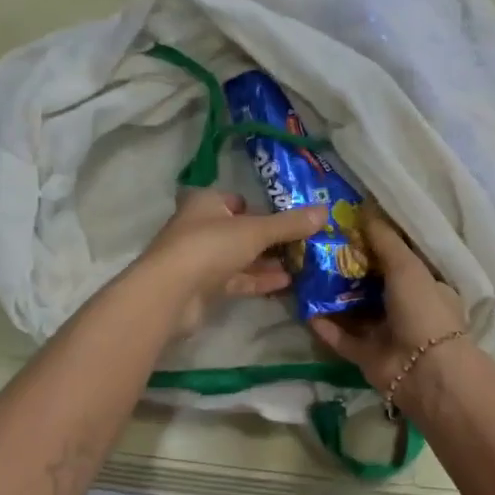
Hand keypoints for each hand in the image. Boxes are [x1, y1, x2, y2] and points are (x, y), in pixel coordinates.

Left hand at [136, 188, 327, 334]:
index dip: (262, 208)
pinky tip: (286, 283)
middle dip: (270, 239)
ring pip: (240, 257)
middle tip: (303, 244)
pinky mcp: (203, 287)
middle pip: (241, 230)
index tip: (290, 218)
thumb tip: (325, 211)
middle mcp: (200, 227)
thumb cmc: (210, 246)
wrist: (170, 293)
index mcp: (206, 203)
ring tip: (302, 265)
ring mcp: (200, 259)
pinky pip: (236, 280)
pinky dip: (258, 280)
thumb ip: (289, 224)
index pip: (237, 200)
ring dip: (267, 261)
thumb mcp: (255, 231)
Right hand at [309, 208, 467, 393]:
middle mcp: (405, 308)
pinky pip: (341, 337)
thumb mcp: (407, 265)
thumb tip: (365, 208)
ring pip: (353, 311)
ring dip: (332, 296)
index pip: (397, 260)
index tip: (346, 228)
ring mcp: (385, 334)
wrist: (425, 370)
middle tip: (316, 248)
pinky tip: (304, 308)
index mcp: (424, 286)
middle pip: (371, 285)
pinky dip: (325, 325)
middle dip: (347, 269)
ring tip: (304, 274)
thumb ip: (385, 239)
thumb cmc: (423, 309)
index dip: (374, 244)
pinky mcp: (366, 356)